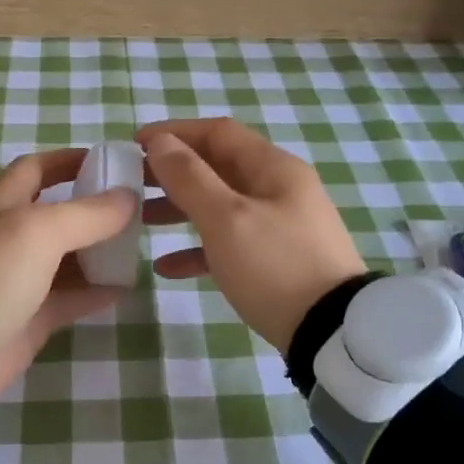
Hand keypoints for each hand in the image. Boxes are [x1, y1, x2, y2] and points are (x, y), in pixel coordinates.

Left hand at [0, 148, 138, 393]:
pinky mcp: (30, 315)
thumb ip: (89, 213)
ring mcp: (18, 278)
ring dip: (98, 251)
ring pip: (65, 257)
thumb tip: (130, 198)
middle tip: (135, 209)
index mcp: (0, 204)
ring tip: (136, 246)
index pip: (36, 168)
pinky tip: (125, 287)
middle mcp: (7, 236)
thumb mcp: (40, 231)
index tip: (109, 162)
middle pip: (56, 213)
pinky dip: (96, 291)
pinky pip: (70, 297)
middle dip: (92, 208)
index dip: (68, 160)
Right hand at [137, 118, 366, 353]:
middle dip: (174, 172)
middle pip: (218, 167)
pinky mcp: (276, 260)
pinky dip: (199, 249)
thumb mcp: (227, 219)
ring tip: (141, 220)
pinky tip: (166, 267)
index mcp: (273, 168)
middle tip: (132, 182)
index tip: (134, 144)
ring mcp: (280, 226)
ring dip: (181, 209)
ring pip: (221, 205)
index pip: (218, 133)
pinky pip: (230, 243)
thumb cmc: (275, 266)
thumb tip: (161, 143)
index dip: (175, 132)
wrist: (330, 330)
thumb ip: (191, 178)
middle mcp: (279, 189)